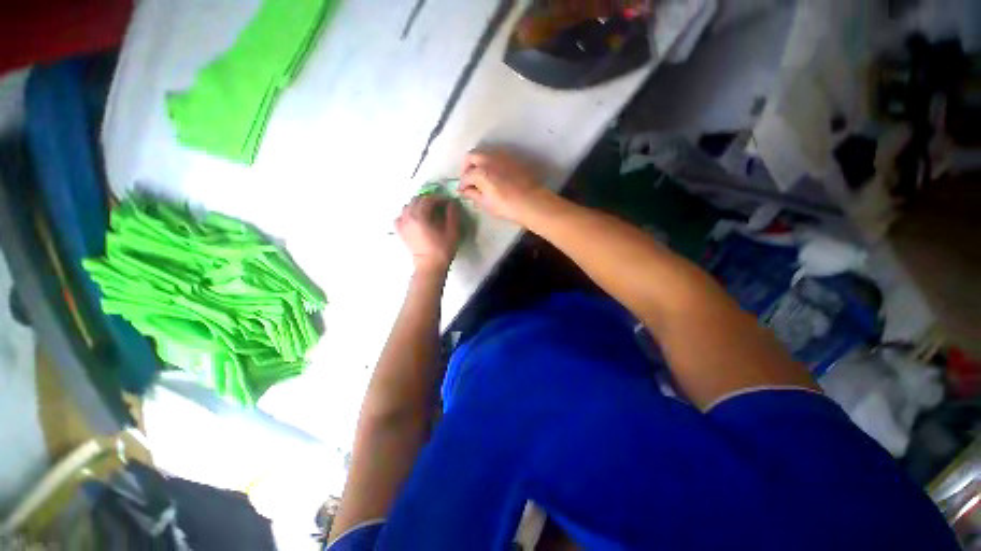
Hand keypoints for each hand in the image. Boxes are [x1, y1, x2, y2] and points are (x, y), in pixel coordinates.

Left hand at [396, 195, 460, 273]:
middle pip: (417, 200)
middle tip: (440, 206)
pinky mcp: (400, 231)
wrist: (429, 266)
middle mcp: (407, 216)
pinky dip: (409, 214)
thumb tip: (451, 203)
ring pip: (408, 206)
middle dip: (429, 200)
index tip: (448, 202)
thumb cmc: (442, 249)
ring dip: (419, 206)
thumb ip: (452, 214)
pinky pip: (401, 216)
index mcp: (420, 216)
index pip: (429, 199)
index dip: (440, 199)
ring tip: (429, 212)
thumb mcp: (453, 231)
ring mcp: (401, 224)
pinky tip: (416, 219)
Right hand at [458, 150, 553, 224]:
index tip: (462, 191)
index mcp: (480, 172)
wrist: (531, 201)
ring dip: (479, 162)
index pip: (465, 176)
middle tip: (468, 179)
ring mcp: (502, 156)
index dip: (462, 184)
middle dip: (467, 167)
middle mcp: (489, 159)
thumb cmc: (506, 206)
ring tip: (481, 175)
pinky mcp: (513, 158)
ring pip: (485, 153)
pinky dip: (491, 162)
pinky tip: (494, 173)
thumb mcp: (486, 203)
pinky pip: (497, 156)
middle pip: (472, 156)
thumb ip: (473, 194)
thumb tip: (465, 191)